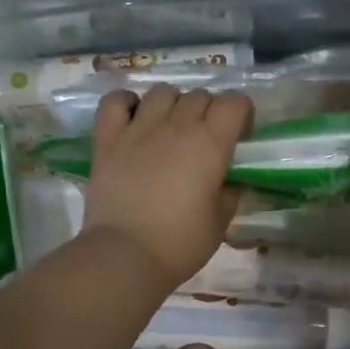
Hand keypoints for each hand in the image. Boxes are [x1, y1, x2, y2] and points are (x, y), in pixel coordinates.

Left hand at [81, 85, 252, 287]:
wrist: (125, 256)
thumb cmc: (180, 243)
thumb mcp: (220, 222)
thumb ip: (229, 193)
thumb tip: (230, 182)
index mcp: (211, 144)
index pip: (235, 102)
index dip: (241, 114)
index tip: (239, 136)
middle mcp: (177, 126)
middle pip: (200, 96)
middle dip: (209, 111)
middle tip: (206, 139)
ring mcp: (139, 129)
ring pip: (162, 92)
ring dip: (173, 104)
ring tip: (171, 128)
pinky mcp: (108, 139)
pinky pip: (115, 101)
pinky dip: (127, 102)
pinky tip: (134, 117)